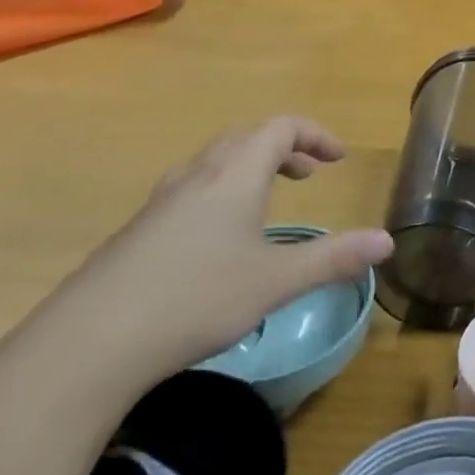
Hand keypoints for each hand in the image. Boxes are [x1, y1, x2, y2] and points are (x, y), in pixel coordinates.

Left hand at [61, 117, 392, 384]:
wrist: (85, 345)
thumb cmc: (195, 299)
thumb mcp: (276, 282)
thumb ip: (334, 258)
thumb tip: (389, 241)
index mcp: (235, 176)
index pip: (281, 129)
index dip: (315, 135)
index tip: (337, 159)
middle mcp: (197, 178)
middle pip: (244, 139)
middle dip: (282, 149)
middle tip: (306, 176)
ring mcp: (159, 205)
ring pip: (211, 165)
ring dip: (247, 171)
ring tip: (264, 205)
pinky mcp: (134, 235)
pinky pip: (187, 193)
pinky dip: (217, 196)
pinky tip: (215, 245)